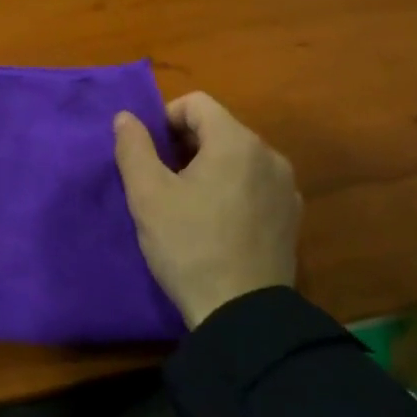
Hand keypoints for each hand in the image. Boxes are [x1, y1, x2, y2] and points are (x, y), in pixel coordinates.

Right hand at [112, 92, 300, 328]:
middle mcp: (269, 155)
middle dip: (185, 145)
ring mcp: (286, 187)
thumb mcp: (148, 196)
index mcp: (236, 142)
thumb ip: (134, 148)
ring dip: (209, 167)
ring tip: (187, 204)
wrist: (243, 314)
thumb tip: (126, 117)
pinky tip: (217, 224)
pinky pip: (255, 185)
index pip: (196, 103)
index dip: (165, 119)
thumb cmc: (189, 246)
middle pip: (220, 128)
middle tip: (161, 181)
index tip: (149, 153)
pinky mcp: (290, 217)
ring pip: (238, 158)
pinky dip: (232, 190)